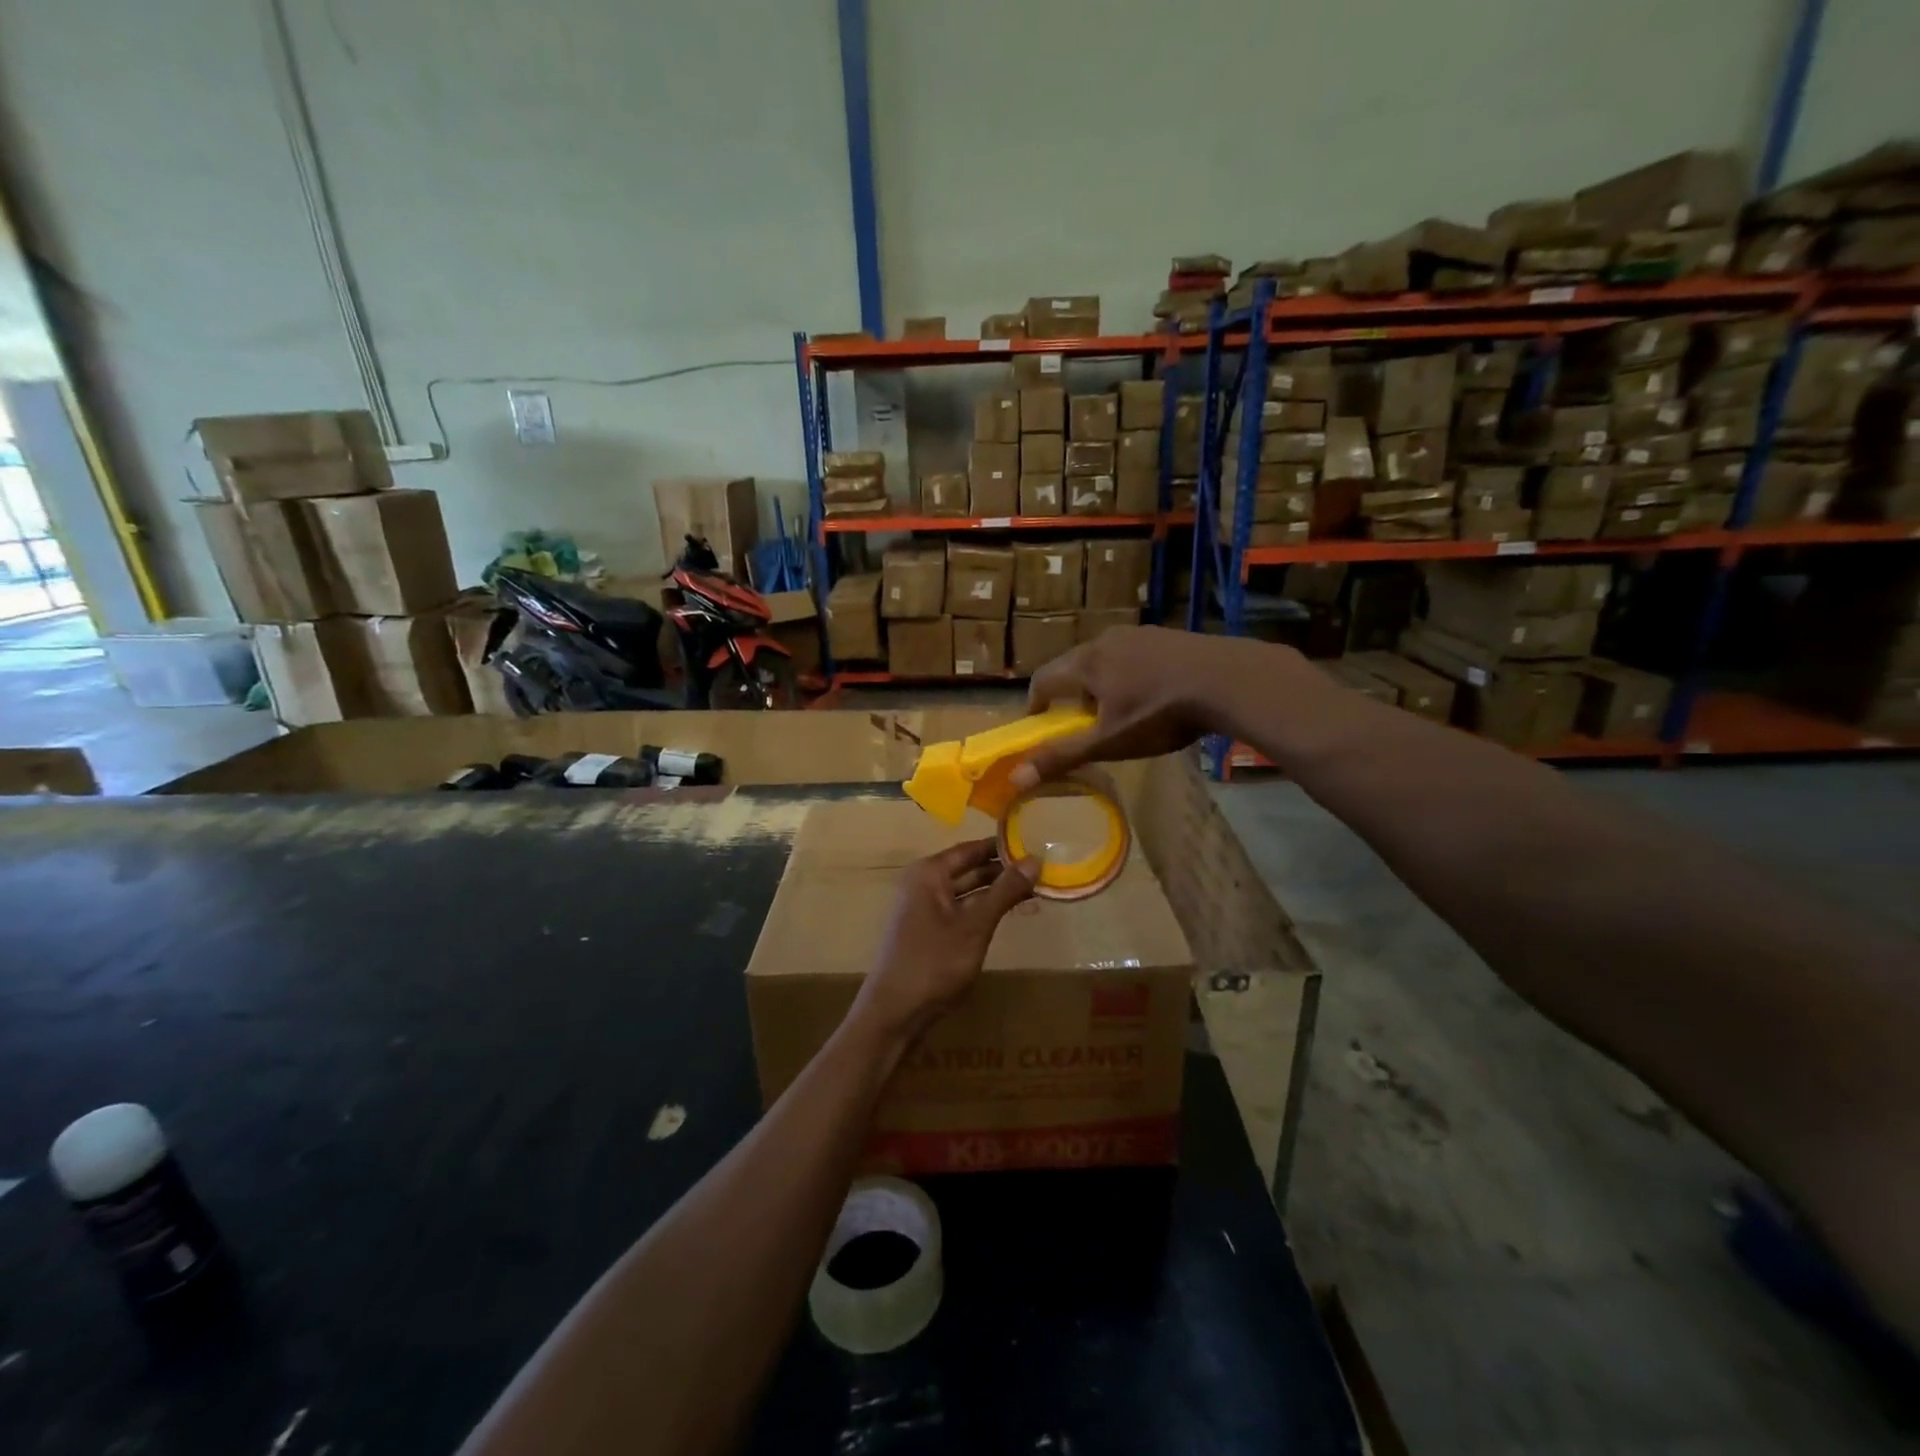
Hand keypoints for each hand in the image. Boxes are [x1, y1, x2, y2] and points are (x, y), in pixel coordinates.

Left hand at [852, 840, 1038, 1044]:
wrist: (894, 1013)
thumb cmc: (933, 963)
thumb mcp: (975, 926)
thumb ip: (1004, 891)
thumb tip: (1035, 859)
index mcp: (930, 872)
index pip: (973, 848)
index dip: (1003, 846)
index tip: (1037, 842)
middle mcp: (925, 883)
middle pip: (971, 868)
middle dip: (1005, 870)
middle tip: (1044, 869)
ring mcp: (925, 908)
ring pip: (969, 891)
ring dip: (998, 891)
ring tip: (1037, 890)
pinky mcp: (930, 931)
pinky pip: (963, 910)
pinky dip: (986, 909)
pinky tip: (1012, 913)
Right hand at [1012, 626, 1268, 787]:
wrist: (1229, 680)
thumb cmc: (1160, 713)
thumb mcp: (1109, 742)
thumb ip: (1063, 756)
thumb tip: (1016, 776)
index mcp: (1086, 662)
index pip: (1043, 678)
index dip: (1035, 703)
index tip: (1038, 724)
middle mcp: (1106, 640)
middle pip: (1074, 666)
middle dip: (1070, 695)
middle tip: (1081, 722)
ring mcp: (1140, 633)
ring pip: (1105, 659)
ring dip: (1101, 683)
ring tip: (1119, 710)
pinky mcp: (1168, 635)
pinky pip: (1134, 655)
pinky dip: (1130, 674)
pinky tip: (1153, 694)